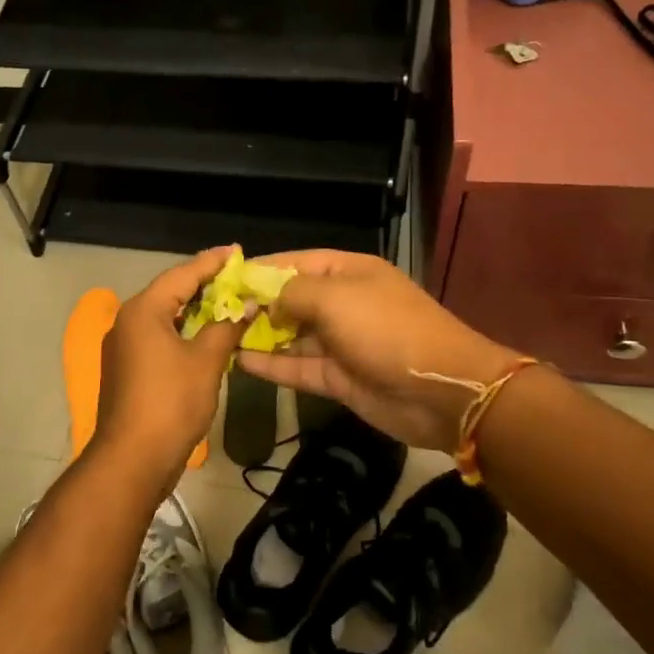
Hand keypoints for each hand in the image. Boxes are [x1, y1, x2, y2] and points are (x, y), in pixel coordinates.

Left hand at [91, 246, 247, 489]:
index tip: (236, 251)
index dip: (211, 262)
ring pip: (164, 317)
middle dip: (204, 284)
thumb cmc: (170, 403)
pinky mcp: (127, 369)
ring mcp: (124, 347)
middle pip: (169, 292)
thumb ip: (226, 326)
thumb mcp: (206, 361)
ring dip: (195, 310)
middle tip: (237, 276)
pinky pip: (158, 338)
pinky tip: (206, 335)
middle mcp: (127, 321)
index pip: (181, 274)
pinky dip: (183, 332)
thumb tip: (246, 304)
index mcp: (142, 311)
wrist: (132, 460)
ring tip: (227, 302)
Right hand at [233, 250, 527, 451]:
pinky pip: (296, 367)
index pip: (294, 262)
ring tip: (218, 336)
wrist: (440, 391)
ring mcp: (340, 342)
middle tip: (213, 312)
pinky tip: (238, 361)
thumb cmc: (386, 329)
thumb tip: (262, 298)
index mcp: (348, 272)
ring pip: (290, 335)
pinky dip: (270, 364)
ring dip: (259, 335)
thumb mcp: (336, 298)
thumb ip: (291, 293)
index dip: (259, 269)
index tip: (223, 278)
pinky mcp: (337, 377)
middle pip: (289, 299)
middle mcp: (342, 303)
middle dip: (254, 304)